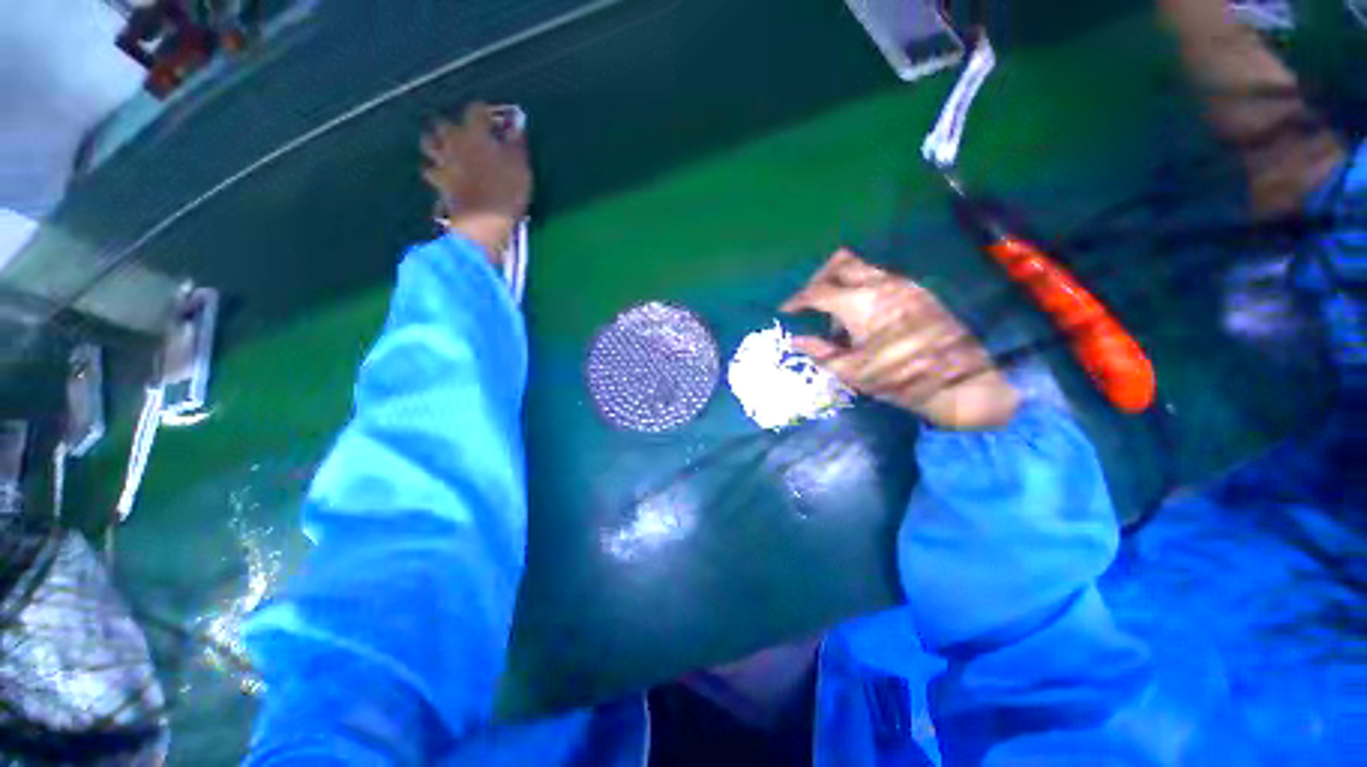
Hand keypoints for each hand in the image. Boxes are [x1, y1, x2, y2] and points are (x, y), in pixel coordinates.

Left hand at [421, 102, 531, 262]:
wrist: (483, 220)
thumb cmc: (506, 190)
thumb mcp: (520, 166)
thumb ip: (516, 144)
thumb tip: (516, 126)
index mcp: (475, 133)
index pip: (476, 110)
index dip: (485, 113)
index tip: (494, 120)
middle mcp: (453, 141)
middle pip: (444, 123)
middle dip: (453, 126)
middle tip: (467, 136)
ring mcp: (442, 161)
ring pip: (429, 143)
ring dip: (436, 143)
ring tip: (447, 150)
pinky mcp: (438, 182)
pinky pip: (429, 170)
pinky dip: (434, 170)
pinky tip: (442, 174)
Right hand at [781, 248, 1019, 430]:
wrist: (959, 381)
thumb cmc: (898, 379)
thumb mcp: (851, 371)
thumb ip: (820, 351)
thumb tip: (796, 341)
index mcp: (859, 305)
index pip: (817, 291)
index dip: (797, 300)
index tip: (785, 311)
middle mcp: (880, 285)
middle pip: (840, 262)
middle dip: (818, 279)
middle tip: (809, 301)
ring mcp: (902, 284)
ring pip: (862, 267)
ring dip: (841, 283)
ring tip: (837, 315)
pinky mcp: (918, 291)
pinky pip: (880, 278)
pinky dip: (862, 289)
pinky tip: (863, 317)